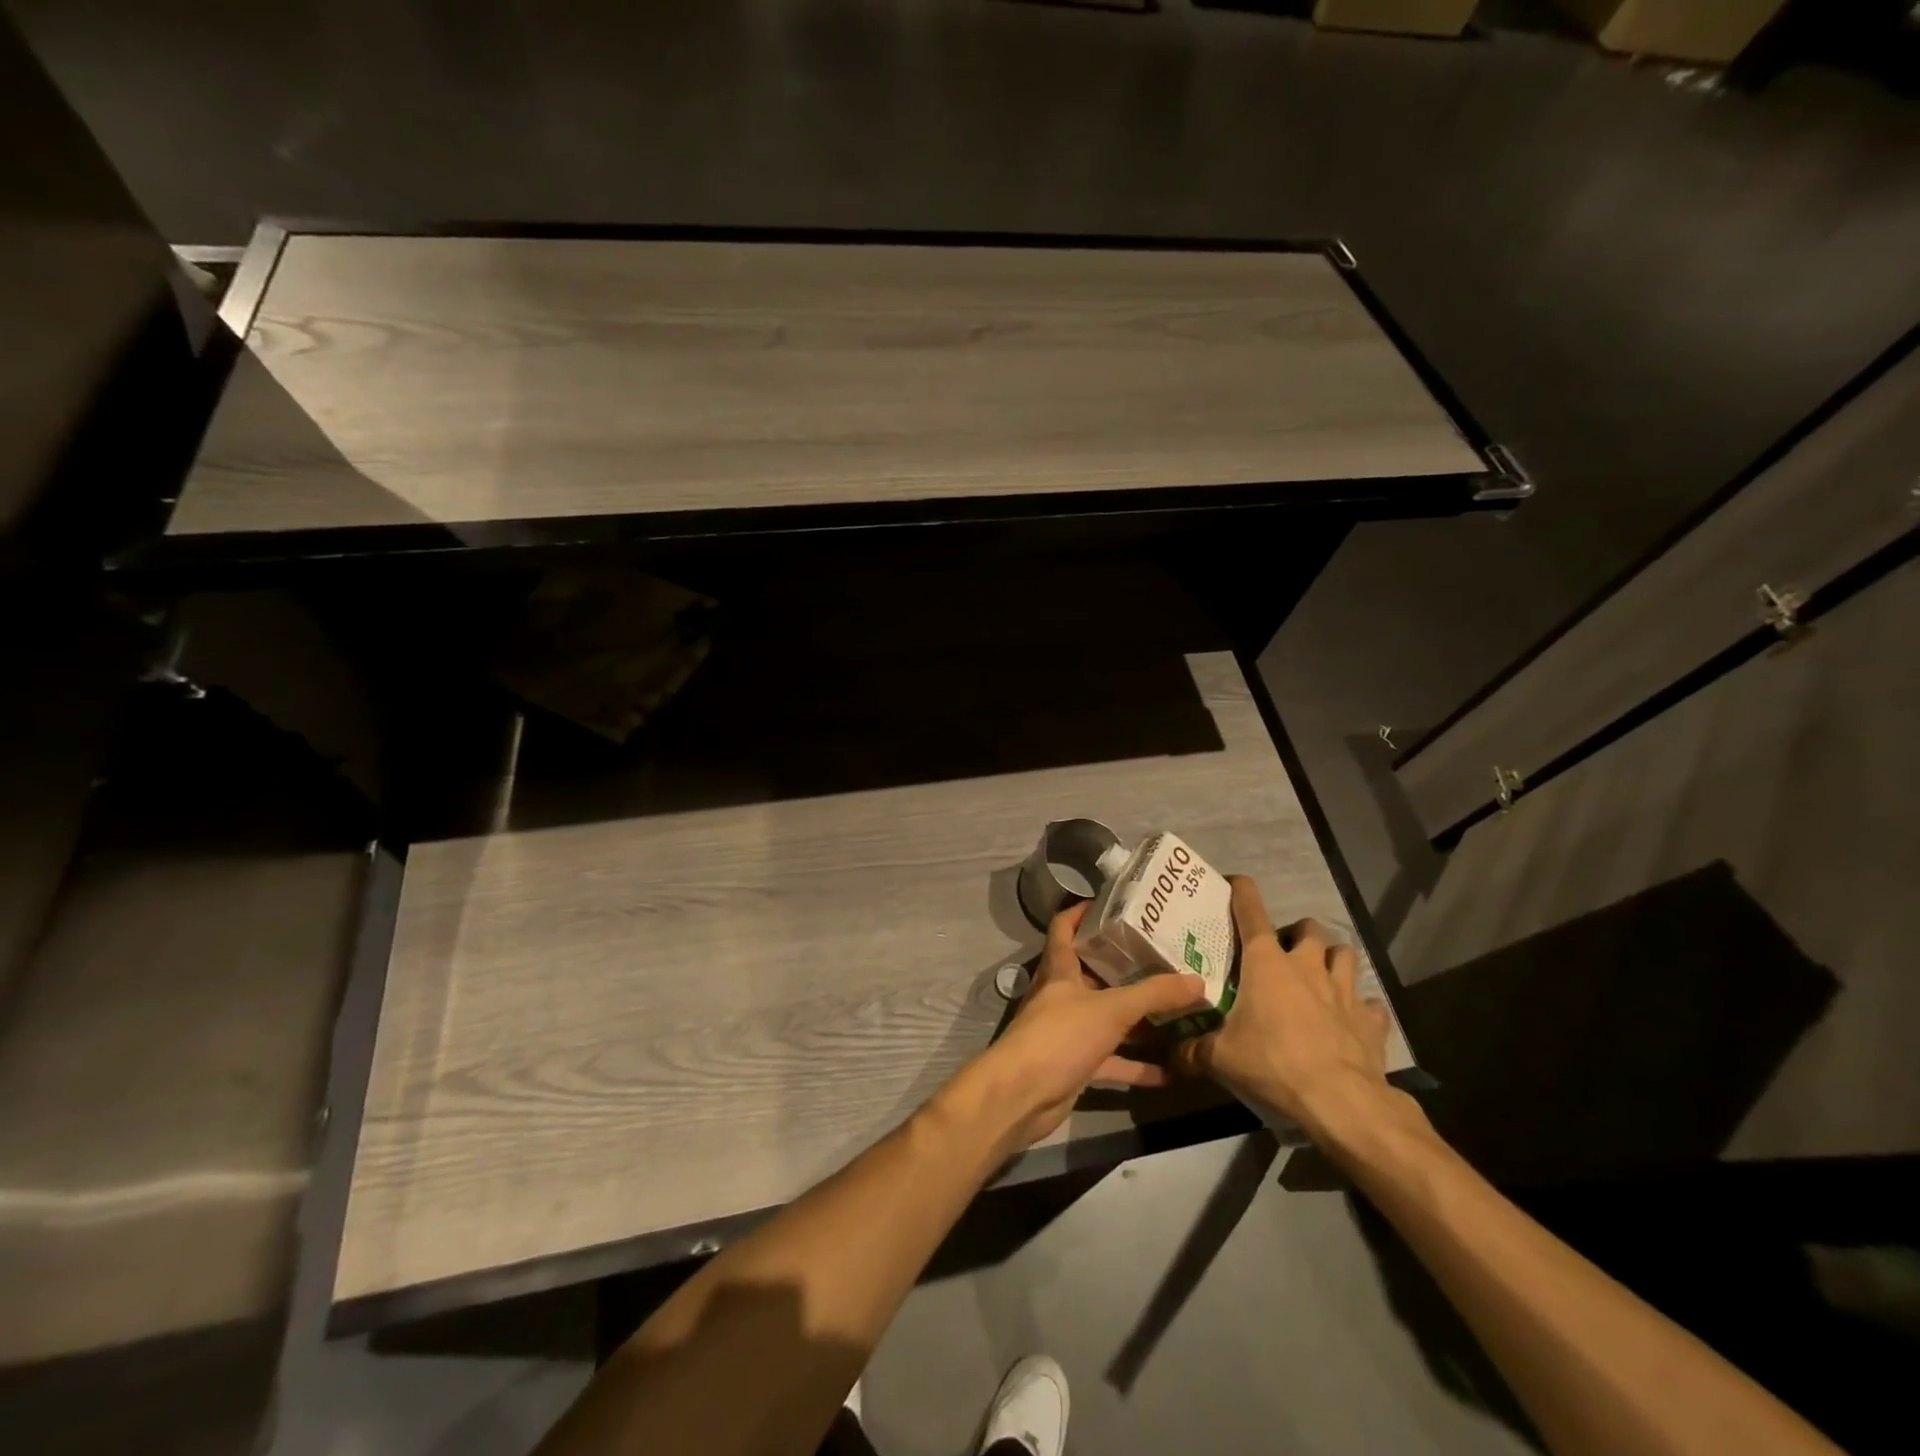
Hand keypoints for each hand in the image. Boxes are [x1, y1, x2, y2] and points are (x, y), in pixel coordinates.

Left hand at [960, 901, 1206, 1150]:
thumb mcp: (1111, 1009)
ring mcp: (1069, 1032)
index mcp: (1060, 969)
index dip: (1082, 912)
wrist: (1022, 1096)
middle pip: (1094, 973)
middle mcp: (1062, 995)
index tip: (1114, 904)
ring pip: (1107, 1019)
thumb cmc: (1060, 1037)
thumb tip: (1198, 981)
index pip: (1064, 928)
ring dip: (1137, 1019)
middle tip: (1164, 958)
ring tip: (1177, 1011)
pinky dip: (1136, 1065)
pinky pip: (1112, 1060)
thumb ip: (1154, 995)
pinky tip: (1170, 1071)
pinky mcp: (1076, 1065)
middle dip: (1125, 968)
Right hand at [1173, 876, 1409, 1139]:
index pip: (1251, 911)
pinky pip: (1369, 1003)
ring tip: (1319, 976)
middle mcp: (1307, 965)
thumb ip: (1192, 1049)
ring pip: (1344, 954)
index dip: (1242, 891)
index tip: (1234, 883)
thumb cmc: (1272, 1063)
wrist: (1340, 1101)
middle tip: (1282, 953)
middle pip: (1308, 928)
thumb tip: (1169, 1053)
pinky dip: (1360, 1007)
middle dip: (1297, 934)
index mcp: (1266, 963)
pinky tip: (1351, 1019)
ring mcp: (1344, 990)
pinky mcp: (1371, 1019)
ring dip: (1332, 959)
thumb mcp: (1219, 1057)